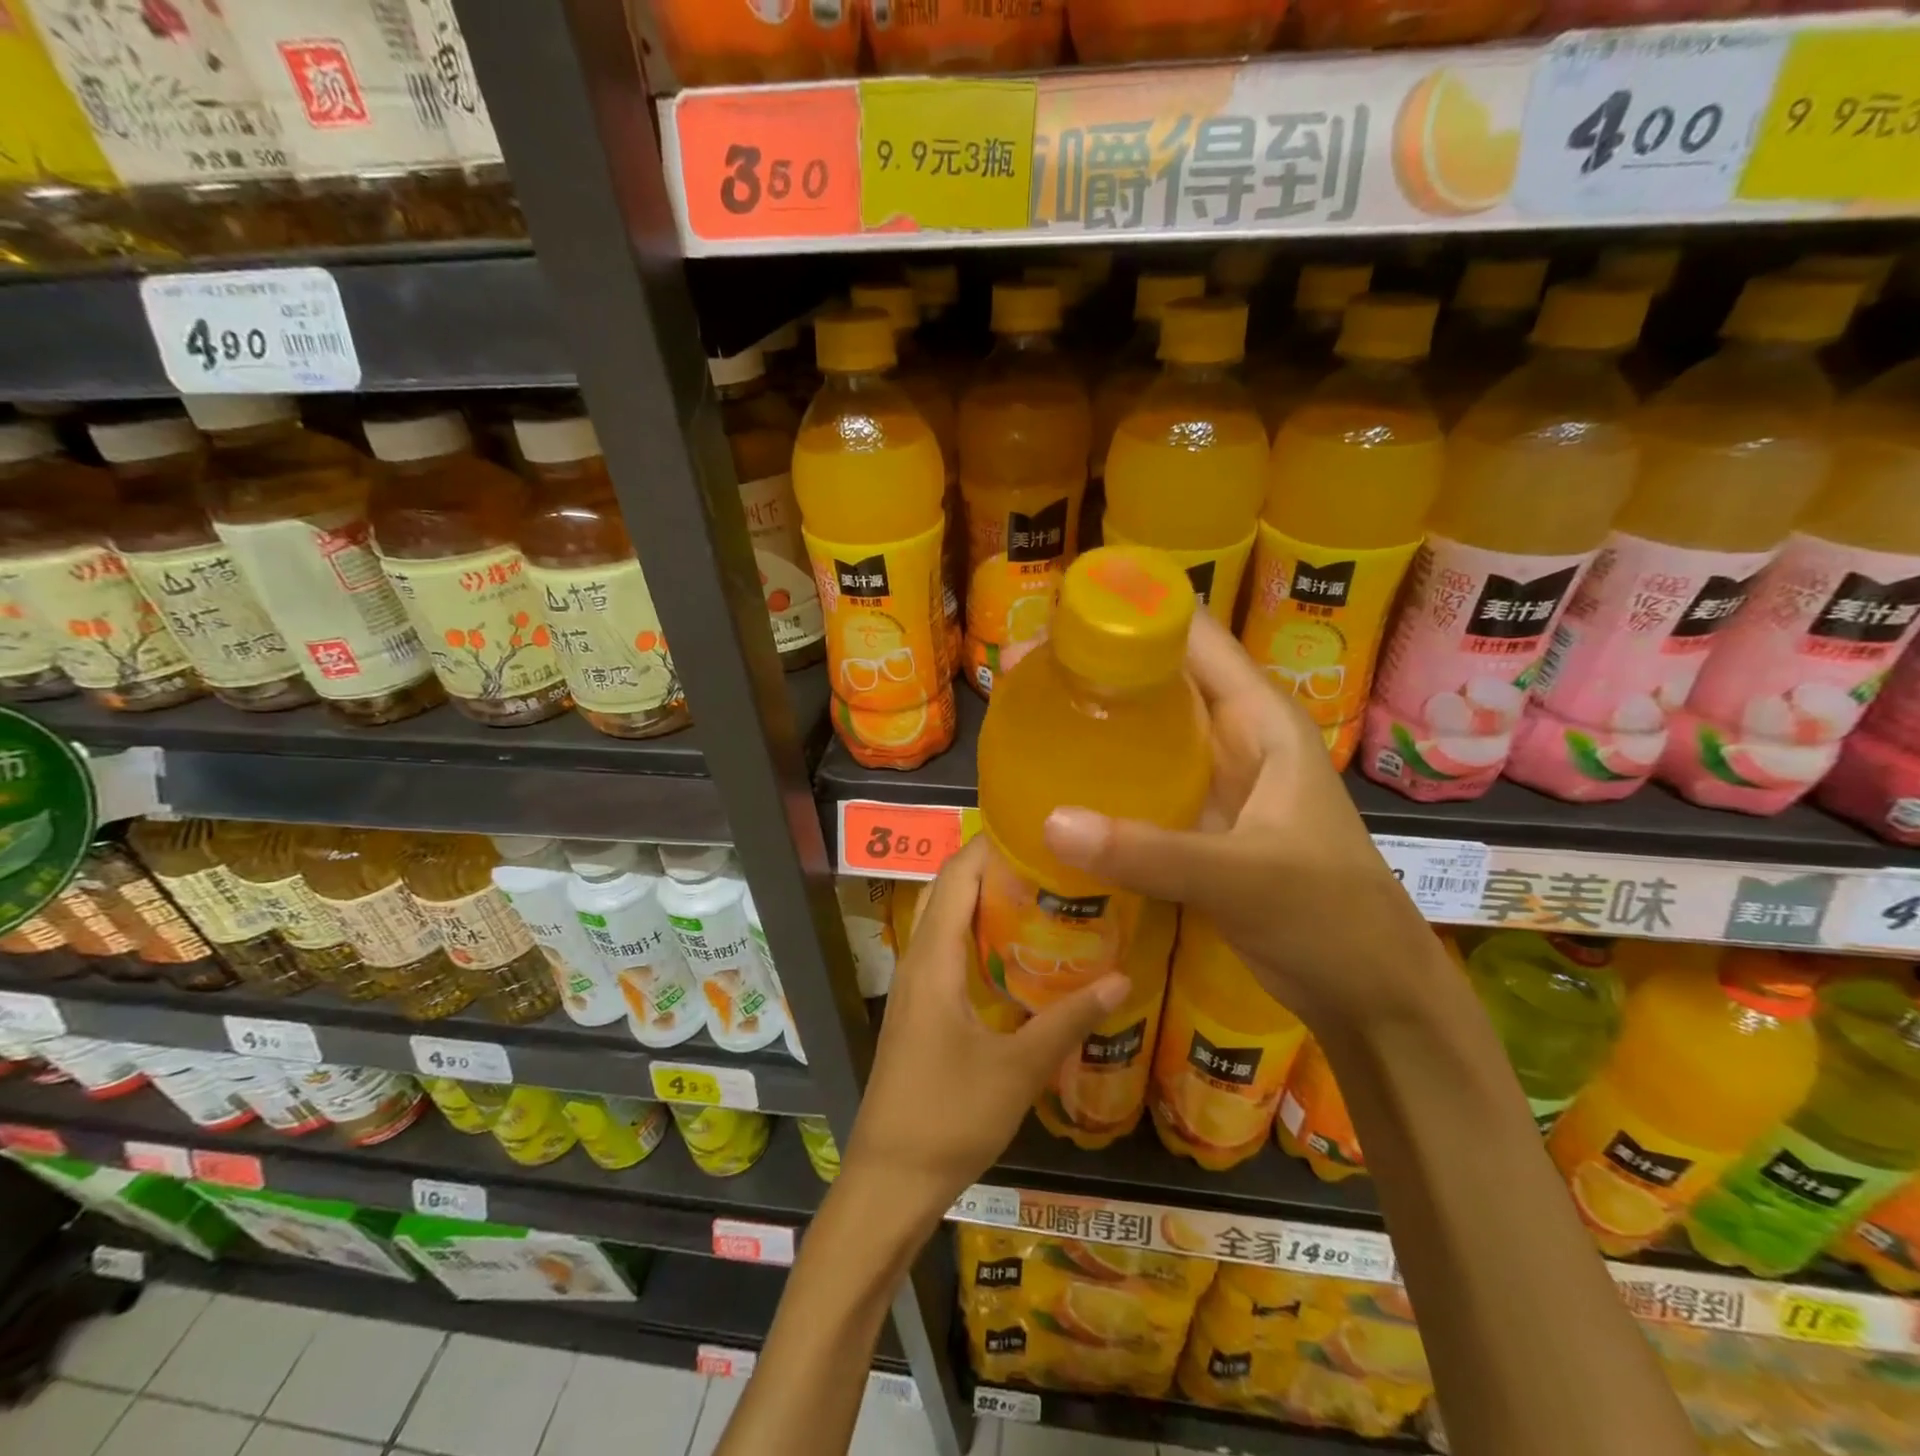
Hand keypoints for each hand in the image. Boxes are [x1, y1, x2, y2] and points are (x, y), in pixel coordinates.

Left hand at [841, 835, 1127, 1218]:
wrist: (889, 1181)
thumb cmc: (949, 1117)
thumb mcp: (1018, 1069)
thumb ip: (1069, 1020)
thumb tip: (1122, 978)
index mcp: (933, 960)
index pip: (955, 877)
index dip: (989, 846)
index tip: (1036, 830)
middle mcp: (916, 961)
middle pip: (946, 892)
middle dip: (990, 867)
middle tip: (1047, 860)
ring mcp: (913, 987)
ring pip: (943, 921)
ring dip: (981, 900)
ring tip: (1038, 893)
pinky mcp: (917, 1011)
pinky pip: (944, 951)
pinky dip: (974, 934)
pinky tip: (1013, 953)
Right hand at [1040, 611, 1439, 1034]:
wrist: (1368, 989)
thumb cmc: (1330, 916)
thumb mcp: (1243, 877)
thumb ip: (1149, 852)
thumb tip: (1050, 821)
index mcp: (1258, 716)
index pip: (1190, 634)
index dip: (1129, 612)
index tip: (1057, 615)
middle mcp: (1232, 734)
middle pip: (1157, 676)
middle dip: (1093, 665)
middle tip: (1018, 669)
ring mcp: (1214, 778)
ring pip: (1146, 729)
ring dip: (1094, 718)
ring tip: (1024, 712)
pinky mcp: (1197, 820)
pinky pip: (1141, 780)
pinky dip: (1103, 774)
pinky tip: (1057, 782)